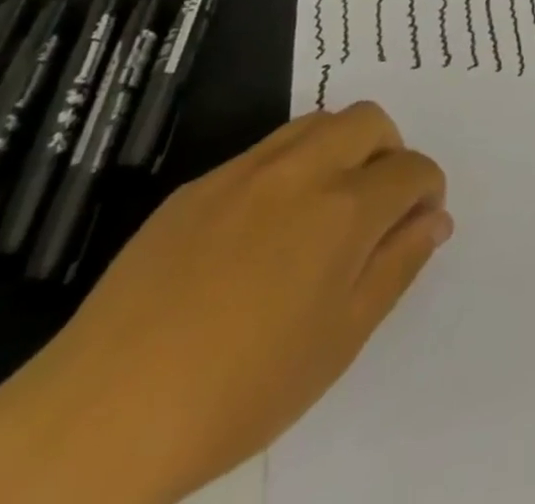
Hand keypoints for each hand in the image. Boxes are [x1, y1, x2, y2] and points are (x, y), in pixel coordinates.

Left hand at [0, 103, 449, 503]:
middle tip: (378, 207)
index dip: (427, 190)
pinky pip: (265, 150)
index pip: (411, 168)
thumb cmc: (240, 392)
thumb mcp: (339, 341)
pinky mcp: (200, 183)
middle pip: (370, 120)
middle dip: (390, 152)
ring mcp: (246, 170)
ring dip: (342, 148)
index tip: (419, 220)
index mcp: (344, 209)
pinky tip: (264, 231)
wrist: (100, 415)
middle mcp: (302, 169)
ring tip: (327, 209)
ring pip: (318, 121)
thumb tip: (434, 219)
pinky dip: (291, 167)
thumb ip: (396, 266)